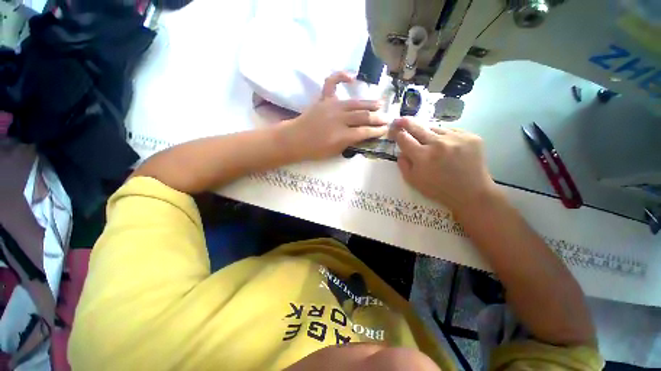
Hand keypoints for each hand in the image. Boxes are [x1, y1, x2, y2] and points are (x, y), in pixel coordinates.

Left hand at [279, 72, 388, 160]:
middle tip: (386, 119)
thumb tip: (362, 136)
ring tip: (380, 104)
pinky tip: (352, 77)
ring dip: (369, 103)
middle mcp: (340, 119)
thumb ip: (349, 143)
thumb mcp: (335, 152)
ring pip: (355, 102)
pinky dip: (341, 76)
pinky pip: (332, 83)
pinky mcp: (323, 99)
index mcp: (343, 135)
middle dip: (377, 118)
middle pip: (364, 116)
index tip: (385, 130)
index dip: (377, 131)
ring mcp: (332, 106)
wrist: (295, 140)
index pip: (365, 131)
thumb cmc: (315, 150)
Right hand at [394, 117, 499, 212]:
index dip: (397, 133)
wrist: (471, 193)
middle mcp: (438, 144)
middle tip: (399, 119)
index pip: (404, 139)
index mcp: (423, 157)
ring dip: (428, 133)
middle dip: (406, 122)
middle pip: (417, 127)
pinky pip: (451, 131)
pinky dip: (444, 136)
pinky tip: (445, 146)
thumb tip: (401, 150)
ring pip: (435, 128)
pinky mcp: (471, 136)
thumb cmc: (438, 189)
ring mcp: (456, 138)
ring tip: (428, 141)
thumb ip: (403, 164)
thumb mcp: (413, 181)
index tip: (393, 129)